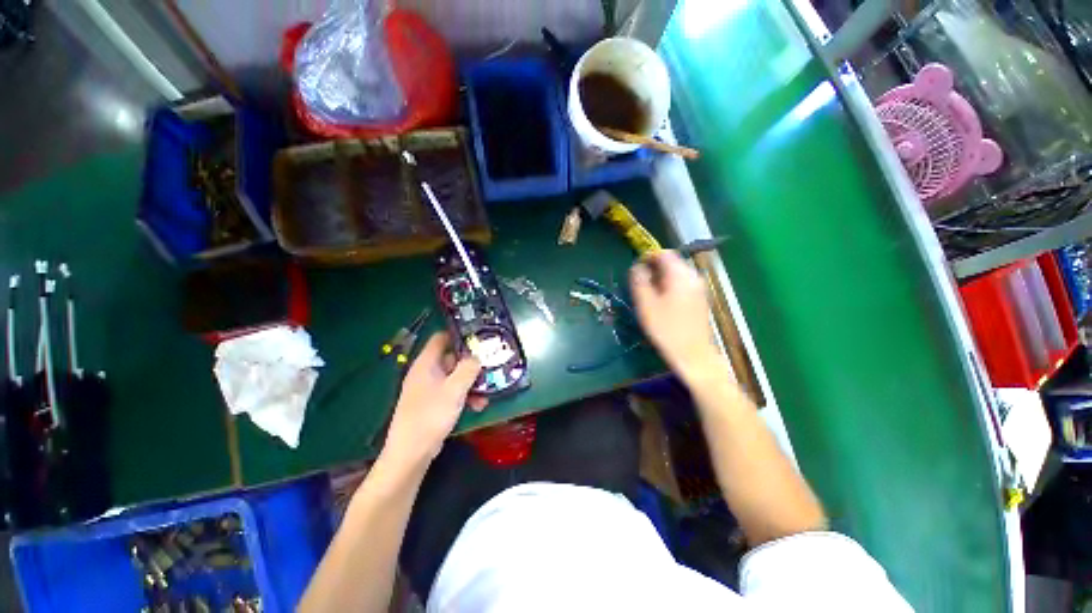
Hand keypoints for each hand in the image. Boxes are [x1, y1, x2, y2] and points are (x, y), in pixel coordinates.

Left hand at [384, 333, 486, 462]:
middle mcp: (426, 372)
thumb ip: (468, 369)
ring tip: (487, 392)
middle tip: (490, 365)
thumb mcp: (454, 389)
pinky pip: (452, 392)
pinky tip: (478, 405)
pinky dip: (464, 395)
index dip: (459, 334)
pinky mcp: (433, 403)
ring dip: (471, 383)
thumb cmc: (431, 415)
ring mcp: (429, 389)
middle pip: (452, 357)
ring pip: (454, 377)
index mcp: (426, 364)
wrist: (411, 453)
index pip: (441, 338)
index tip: (479, 337)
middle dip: (471, 363)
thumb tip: (477, 357)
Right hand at [630, 250, 720, 379]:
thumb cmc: (666, 329)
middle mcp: (693, 276)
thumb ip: (640, 281)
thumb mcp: (646, 304)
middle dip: (655, 269)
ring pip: (677, 274)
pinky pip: (683, 284)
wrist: (694, 354)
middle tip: (641, 285)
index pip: (664, 253)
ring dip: (662, 279)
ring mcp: (699, 287)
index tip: (636, 270)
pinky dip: (671, 286)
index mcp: (680, 275)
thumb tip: (638, 266)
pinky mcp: (701, 298)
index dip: (648, 257)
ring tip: (650, 295)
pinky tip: (663, 303)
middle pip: (672, 262)